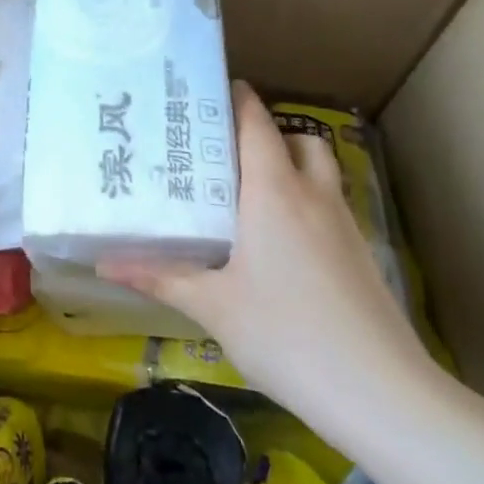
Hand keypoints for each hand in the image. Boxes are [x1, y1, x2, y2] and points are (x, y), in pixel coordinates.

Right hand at [98, 82, 438, 446]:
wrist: (381, 394)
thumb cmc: (286, 335)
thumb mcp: (213, 306)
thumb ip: (159, 277)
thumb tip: (102, 264)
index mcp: (273, 192)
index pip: (256, 123)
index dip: (236, 98)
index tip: (207, 89)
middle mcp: (312, 195)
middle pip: (294, 139)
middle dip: (263, 133)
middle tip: (221, 148)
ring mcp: (343, 225)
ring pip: (318, 171)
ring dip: (289, 165)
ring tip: (248, 190)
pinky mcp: (360, 255)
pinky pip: (328, 205)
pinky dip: (304, 202)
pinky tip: (279, 241)